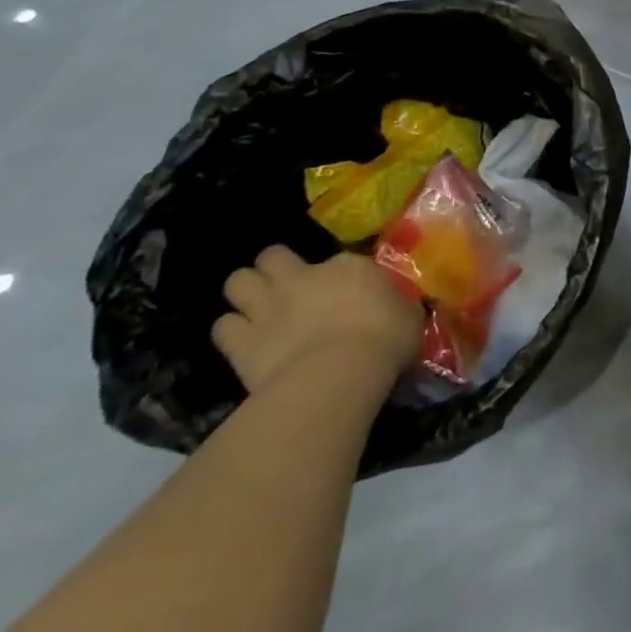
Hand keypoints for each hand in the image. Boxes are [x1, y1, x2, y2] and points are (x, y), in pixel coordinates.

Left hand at [212, 246, 422, 395]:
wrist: (338, 375)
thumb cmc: (384, 340)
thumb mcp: (408, 316)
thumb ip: (397, 306)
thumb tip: (398, 308)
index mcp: (347, 266)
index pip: (338, 259)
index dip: (337, 275)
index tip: (345, 292)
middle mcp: (302, 277)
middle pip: (272, 256)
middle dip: (274, 266)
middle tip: (286, 285)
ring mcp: (267, 307)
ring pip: (237, 281)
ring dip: (245, 292)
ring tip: (257, 308)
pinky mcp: (241, 342)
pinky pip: (222, 327)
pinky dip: (231, 331)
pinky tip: (243, 341)